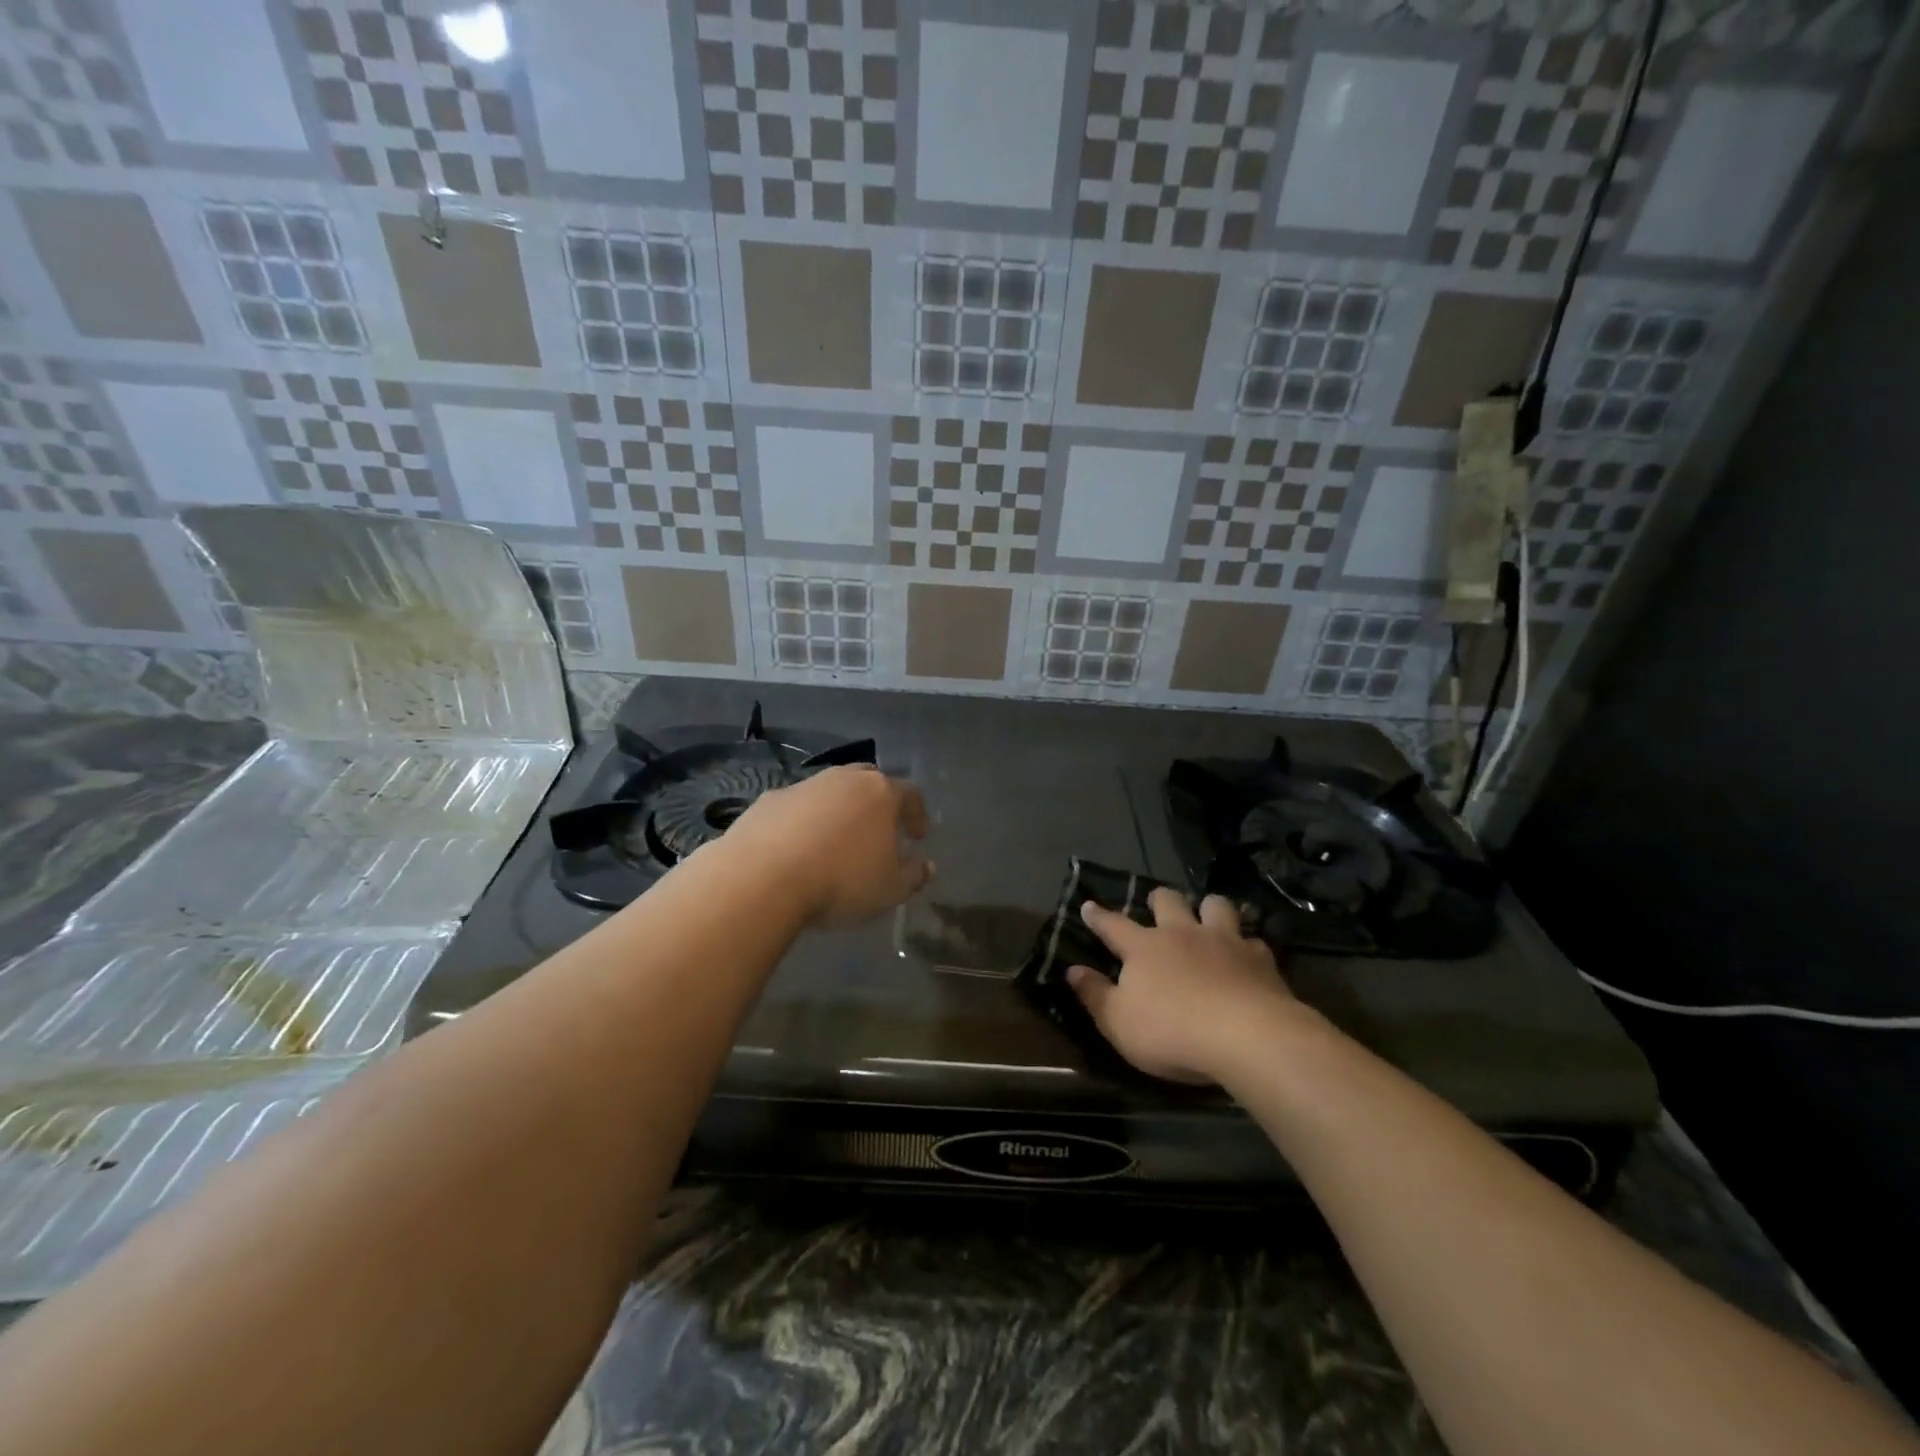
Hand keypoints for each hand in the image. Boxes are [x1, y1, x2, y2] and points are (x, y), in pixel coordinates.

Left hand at [724, 765, 932, 927]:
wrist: (763, 876)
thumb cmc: (840, 881)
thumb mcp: (890, 889)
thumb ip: (913, 876)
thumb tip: (927, 866)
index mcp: (881, 793)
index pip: (910, 793)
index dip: (917, 814)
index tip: (917, 836)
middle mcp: (844, 779)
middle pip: (869, 780)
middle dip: (878, 802)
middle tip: (879, 829)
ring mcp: (805, 786)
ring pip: (831, 790)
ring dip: (839, 810)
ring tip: (836, 841)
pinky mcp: (770, 799)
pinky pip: (797, 806)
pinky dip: (804, 821)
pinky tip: (798, 848)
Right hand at [1068, 889, 1301, 1083]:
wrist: (1247, 1036)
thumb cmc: (1172, 1032)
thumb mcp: (1119, 1023)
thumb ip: (1095, 995)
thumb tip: (1072, 971)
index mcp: (1144, 948)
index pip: (1113, 925)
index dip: (1099, 916)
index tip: (1089, 905)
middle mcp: (1181, 933)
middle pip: (1168, 901)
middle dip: (1159, 899)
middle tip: (1157, 905)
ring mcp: (1223, 940)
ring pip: (1215, 905)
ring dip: (1208, 908)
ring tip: (1208, 918)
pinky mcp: (1259, 957)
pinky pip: (1252, 940)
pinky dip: (1246, 945)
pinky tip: (1247, 956)